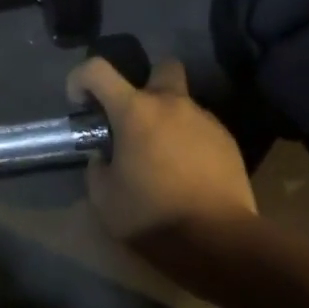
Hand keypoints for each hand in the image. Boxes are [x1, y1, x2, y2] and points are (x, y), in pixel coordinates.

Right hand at [66, 57, 257, 244]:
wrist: (218, 240)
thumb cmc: (152, 216)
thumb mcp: (104, 198)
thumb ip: (98, 168)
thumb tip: (104, 157)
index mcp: (134, 111)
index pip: (97, 69)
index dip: (80, 79)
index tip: (80, 104)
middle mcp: (171, 104)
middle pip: (161, 67)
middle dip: (147, 83)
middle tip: (136, 117)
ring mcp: (205, 120)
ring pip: (183, 104)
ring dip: (169, 120)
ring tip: (163, 157)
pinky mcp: (228, 141)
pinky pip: (202, 129)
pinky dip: (190, 141)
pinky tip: (188, 173)